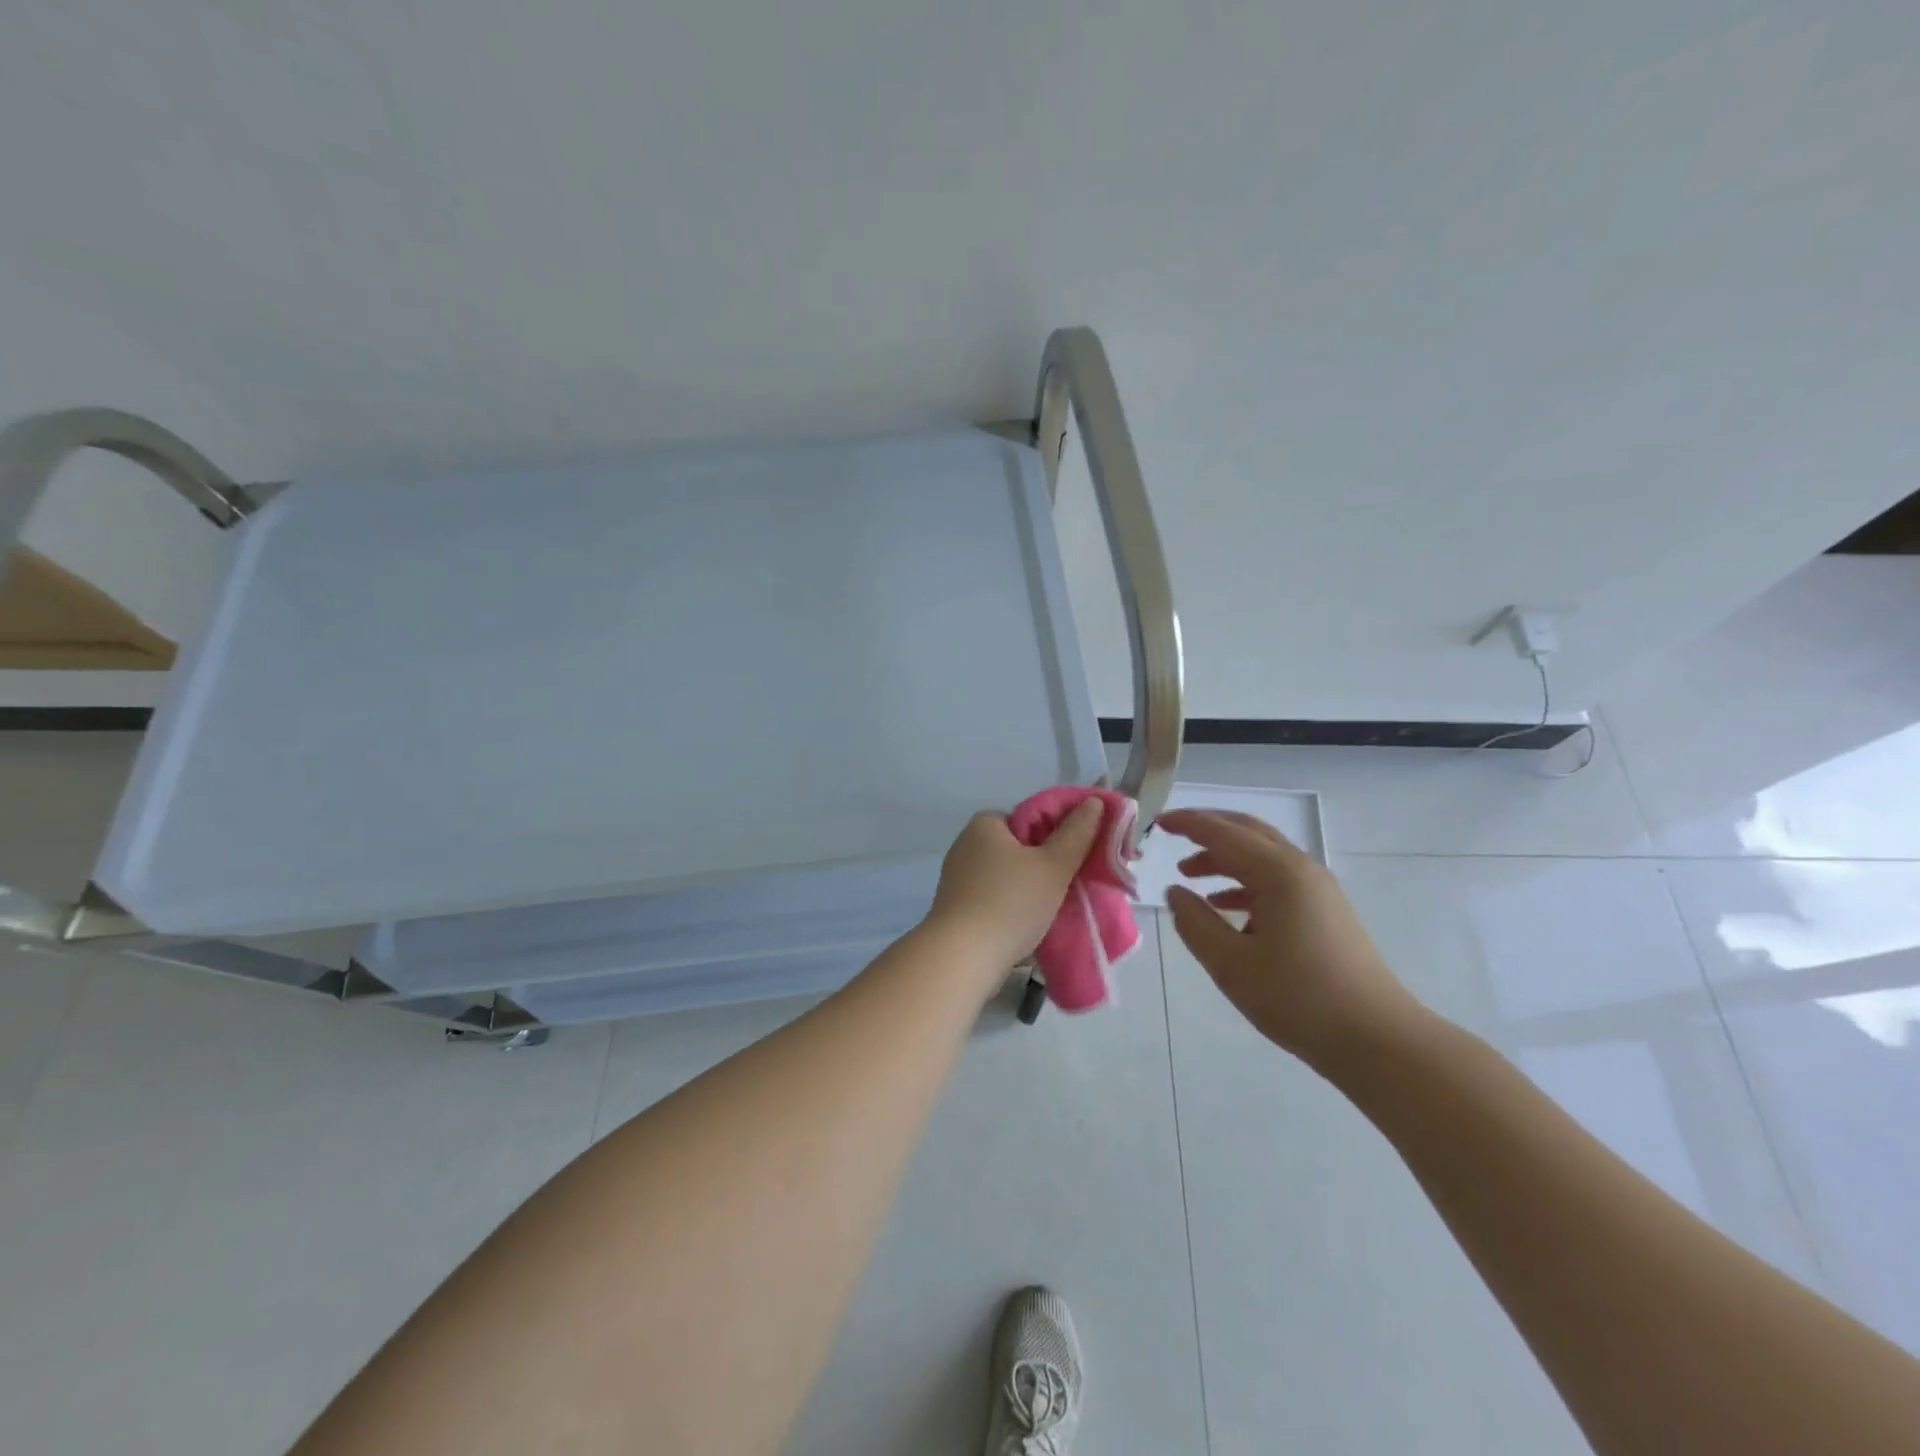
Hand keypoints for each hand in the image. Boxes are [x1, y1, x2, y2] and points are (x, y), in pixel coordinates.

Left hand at [924, 801, 1105, 975]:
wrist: (962, 958)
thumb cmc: (1010, 903)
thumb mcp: (1053, 865)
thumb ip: (1076, 833)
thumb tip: (1094, 801)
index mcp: (985, 824)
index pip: (1030, 817)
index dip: (1058, 832)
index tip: (1079, 855)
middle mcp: (966, 844)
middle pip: (1019, 846)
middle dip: (1046, 863)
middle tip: (1073, 883)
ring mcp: (957, 877)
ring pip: (1007, 874)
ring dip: (1030, 887)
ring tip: (1056, 907)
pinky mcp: (956, 907)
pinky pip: (993, 896)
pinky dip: (1012, 905)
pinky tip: (1029, 923)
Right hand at [1159, 809, 1424, 1067]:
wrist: (1378, 1039)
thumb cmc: (1298, 999)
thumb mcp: (1231, 964)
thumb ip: (1196, 922)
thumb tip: (1176, 892)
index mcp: (1278, 873)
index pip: (1223, 833)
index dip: (1188, 823)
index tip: (1157, 822)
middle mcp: (1301, 869)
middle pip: (1247, 832)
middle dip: (1208, 829)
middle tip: (1172, 835)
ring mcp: (1318, 890)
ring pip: (1263, 856)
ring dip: (1225, 858)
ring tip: (1189, 875)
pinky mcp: (1326, 911)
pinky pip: (1277, 879)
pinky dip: (1245, 881)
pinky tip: (1226, 905)